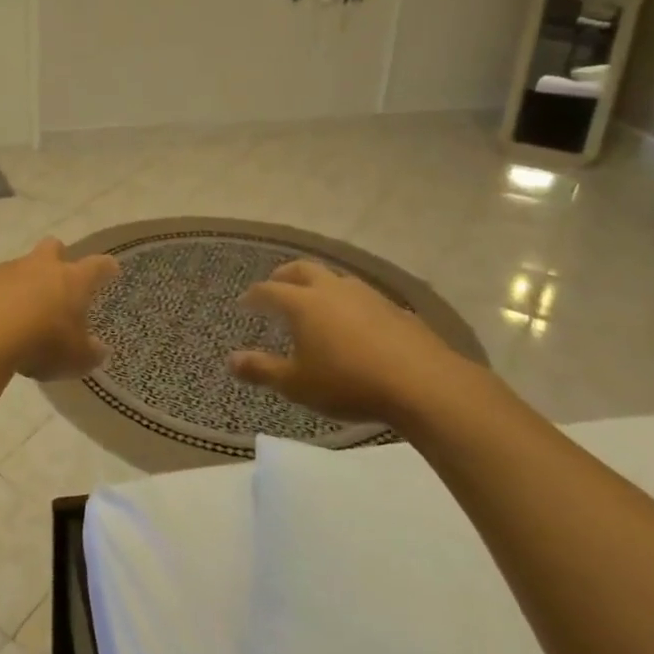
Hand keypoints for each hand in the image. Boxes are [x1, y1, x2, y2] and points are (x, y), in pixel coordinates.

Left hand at [0, 238, 118, 381]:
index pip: (96, 266)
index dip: (105, 268)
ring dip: (22, 284)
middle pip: (52, 247)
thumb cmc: (40, 344)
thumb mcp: (75, 359)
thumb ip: (90, 353)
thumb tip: (99, 349)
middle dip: (57, 257)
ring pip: (18, 267)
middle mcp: (39, 266)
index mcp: (71, 280)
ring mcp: (5, 269)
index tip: (110, 269)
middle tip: (58, 280)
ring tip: (19, 314)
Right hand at [228, 260, 473, 423]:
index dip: (254, 296)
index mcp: (303, 303)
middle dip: (285, 275)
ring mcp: (367, 295)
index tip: (245, 302)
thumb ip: (262, 370)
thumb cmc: (349, 383)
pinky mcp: (396, 309)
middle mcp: (332, 289)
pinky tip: (356, 322)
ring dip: (320, 284)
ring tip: (316, 299)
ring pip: (336, 278)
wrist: (423, 384)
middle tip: (276, 284)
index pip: (269, 290)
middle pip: (303, 269)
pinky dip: (350, 303)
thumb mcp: (297, 384)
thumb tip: (230, 360)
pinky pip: (364, 297)